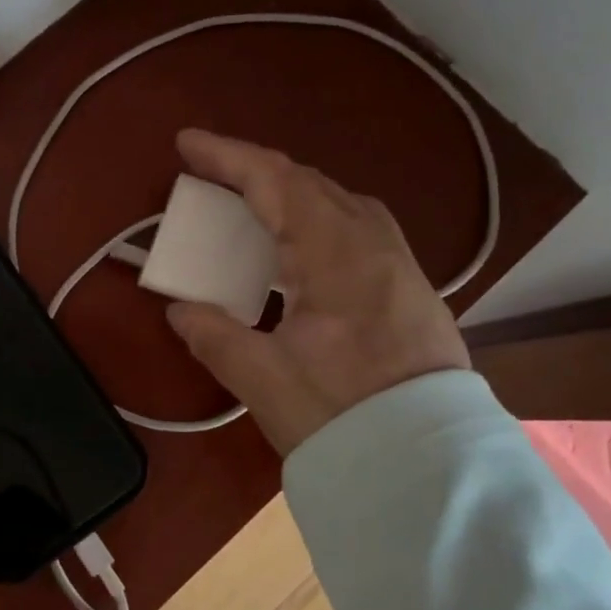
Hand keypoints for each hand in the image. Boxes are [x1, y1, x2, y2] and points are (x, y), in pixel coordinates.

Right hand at [164, 129, 470, 455]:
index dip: (228, 157)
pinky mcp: (410, 289)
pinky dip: (317, 219)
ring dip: (290, 192)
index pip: (276, 183)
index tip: (186, 144)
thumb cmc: (341, 414)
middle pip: (310, 183)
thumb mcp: (262, 378)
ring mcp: (400, 265)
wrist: (429, 465)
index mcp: (337, 254)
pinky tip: (302, 249)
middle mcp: (374, 245)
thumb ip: (213, 334)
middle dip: (256, 170)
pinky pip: (358, 229)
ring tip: (252, 205)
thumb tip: (180, 309)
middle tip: (211, 176)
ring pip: (340, 203)